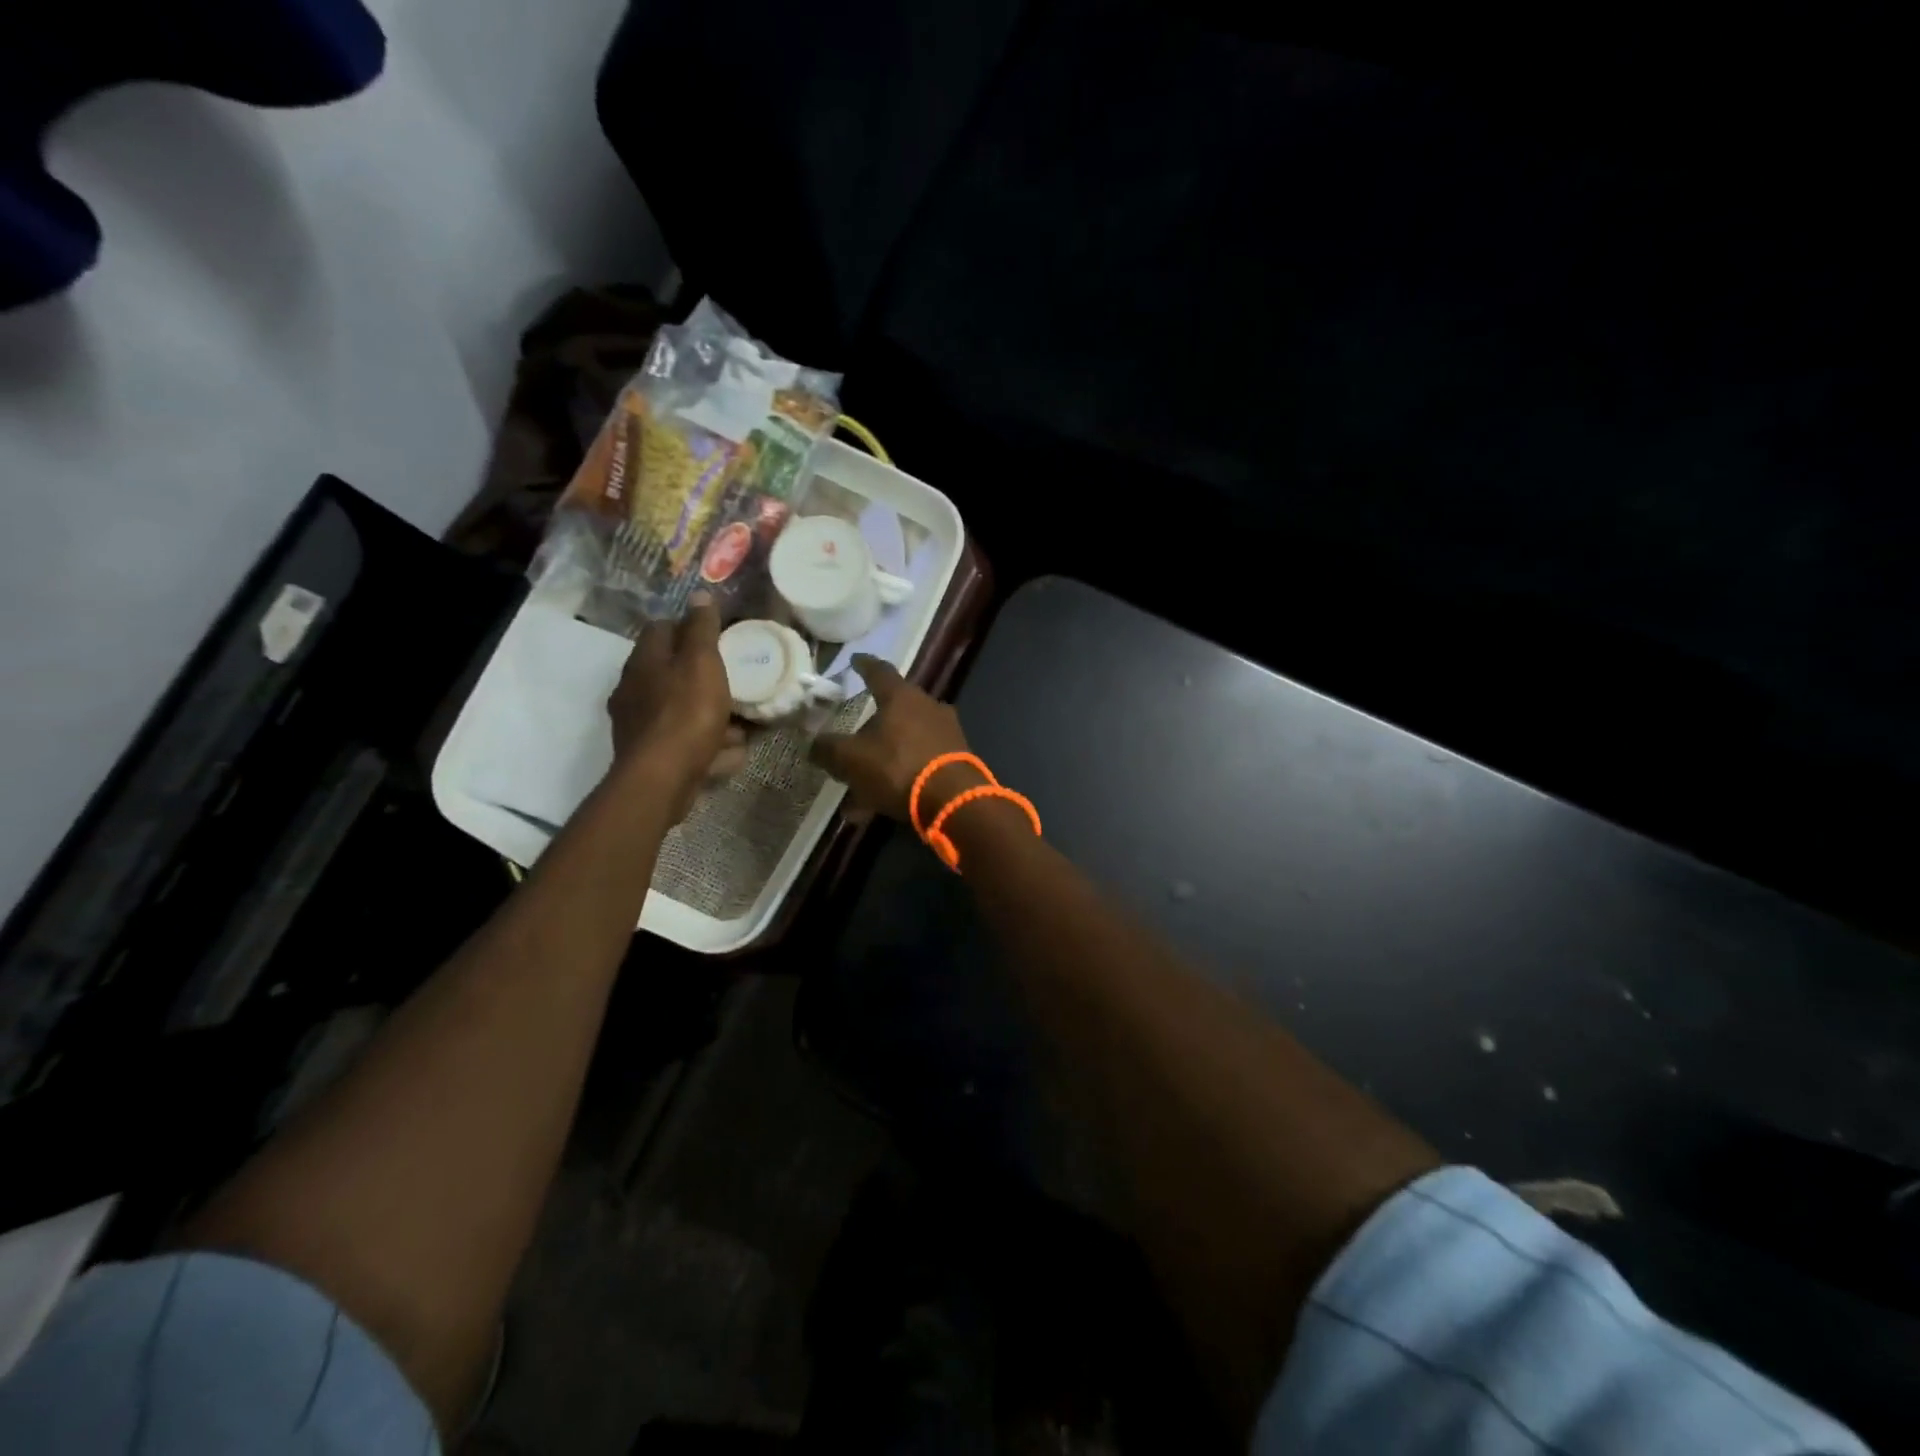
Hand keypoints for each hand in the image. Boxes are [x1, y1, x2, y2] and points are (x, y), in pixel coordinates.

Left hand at [607, 594, 744, 819]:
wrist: (662, 778)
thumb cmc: (685, 713)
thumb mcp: (702, 663)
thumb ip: (702, 629)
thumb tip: (699, 595)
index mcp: (644, 661)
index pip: (661, 628)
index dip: (689, 627)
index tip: (718, 637)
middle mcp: (634, 689)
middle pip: (671, 671)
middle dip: (702, 676)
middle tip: (733, 681)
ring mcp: (639, 724)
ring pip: (680, 709)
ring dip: (708, 713)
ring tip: (739, 723)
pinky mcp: (650, 754)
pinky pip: (684, 741)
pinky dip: (706, 743)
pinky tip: (728, 752)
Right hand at [810, 655, 978, 823]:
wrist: (953, 800)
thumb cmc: (897, 767)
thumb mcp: (851, 759)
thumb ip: (828, 749)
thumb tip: (814, 745)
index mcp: (902, 696)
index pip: (879, 671)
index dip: (864, 665)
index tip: (856, 660)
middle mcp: (928, 707)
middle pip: (894, 710)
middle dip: (871, 726)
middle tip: (852, 740)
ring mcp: (946, 734)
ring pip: (904, 743)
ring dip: (881, 761)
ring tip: (859, 788)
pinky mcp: (956, 761)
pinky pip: (917, 765)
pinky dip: (897, 779)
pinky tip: (876, 807)